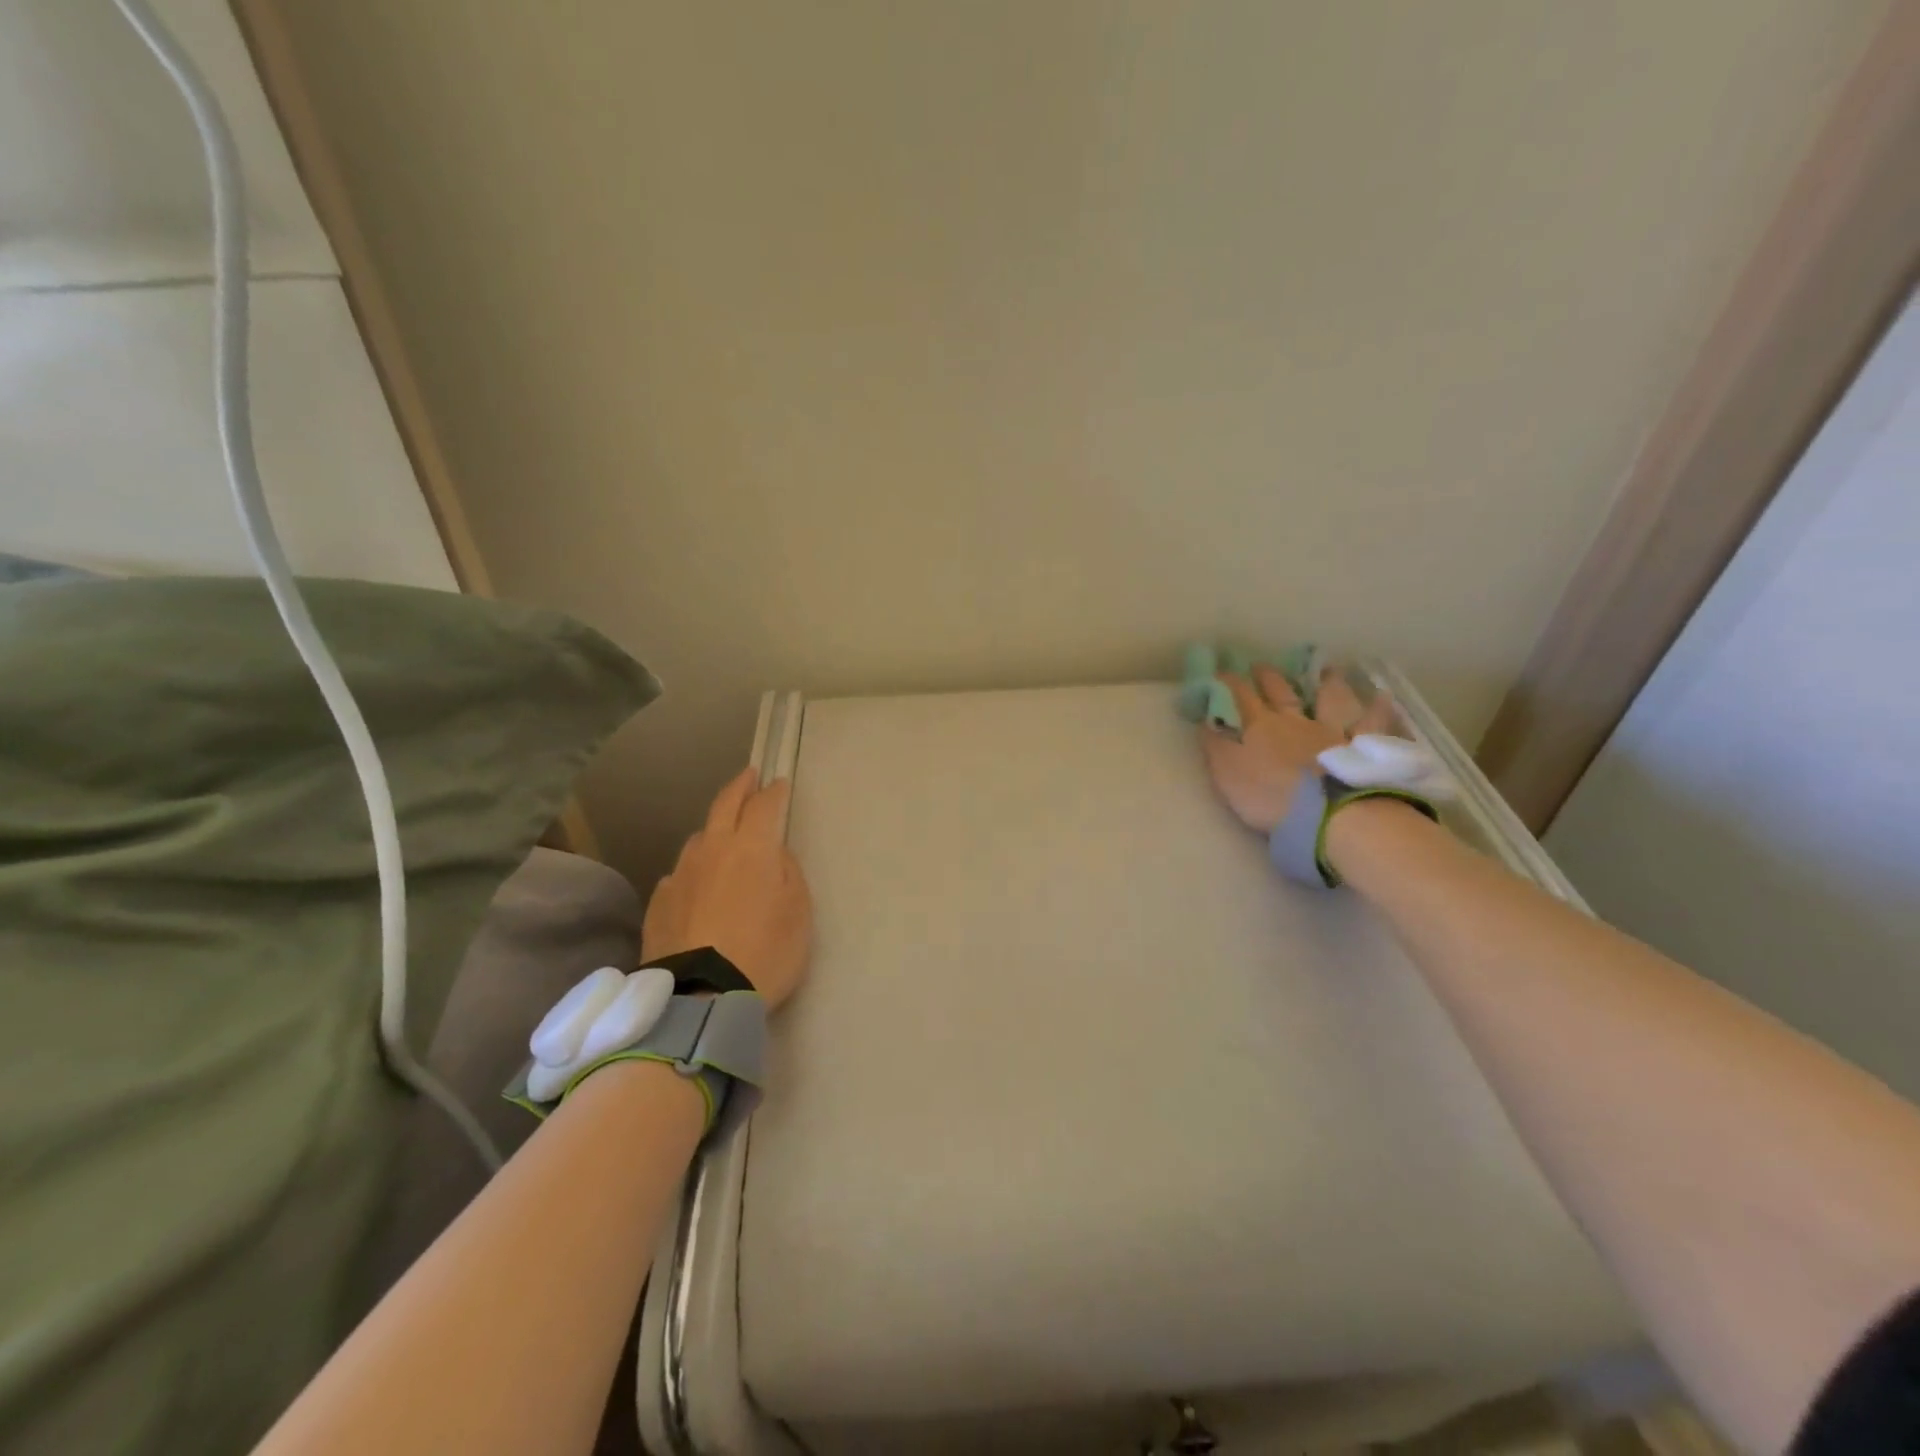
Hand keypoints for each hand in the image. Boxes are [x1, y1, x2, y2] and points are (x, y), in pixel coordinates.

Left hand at [643, 768, 812, 1010]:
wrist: (702, 997)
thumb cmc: (765, 951)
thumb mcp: (798, 912)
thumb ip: (788, 872)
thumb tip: (772, 853)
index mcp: (752, 848)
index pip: (764, 806)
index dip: (774, 792)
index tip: (779, 783)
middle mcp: (713, 850)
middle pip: (725, 805)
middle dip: (740, 787)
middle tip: (749, 776)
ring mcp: (681, 874)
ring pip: (699, 838)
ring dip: (715, 829)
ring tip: (723, 835)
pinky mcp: (659, 901)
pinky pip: (680, 873)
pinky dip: (694, 869)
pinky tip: (698, 884)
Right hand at [1199, 665, 1397, 833]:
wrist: (1327, 813)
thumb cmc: (1269, 796)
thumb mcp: (1227, 773)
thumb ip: (1216, 745)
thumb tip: (1207, 720)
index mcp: (1260, 727)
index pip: (1240, 697)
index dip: (1229, 683)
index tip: (1220, 671)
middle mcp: (1296, 721)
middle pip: (1281, 692)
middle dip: (1269, 677)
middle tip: (1262, 664)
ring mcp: (1332, 732)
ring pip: (1329, 700)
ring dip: (1326, 683)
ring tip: (1327, 670)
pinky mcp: (1361, 748)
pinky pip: (1372, 724)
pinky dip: (1377, 709)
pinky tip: (1382, 696)